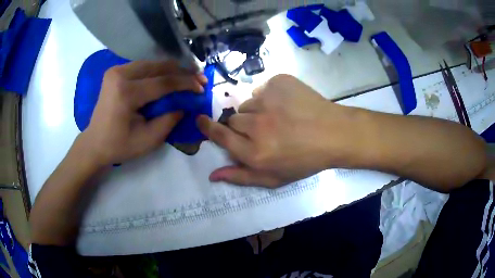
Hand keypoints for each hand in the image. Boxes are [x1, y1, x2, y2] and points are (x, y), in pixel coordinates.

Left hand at [80, 60, 206, 165]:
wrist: (95, 143)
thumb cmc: (119, 146)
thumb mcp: (148, 140)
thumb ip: (169, 120)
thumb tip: (186, 105)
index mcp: (126, 93)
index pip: (162, 82)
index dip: (185, 83)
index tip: (202, 86)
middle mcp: (120, 75)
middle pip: (158, 67)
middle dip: (181, 72)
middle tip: (199, 78)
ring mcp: (116, 71)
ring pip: (151, 64)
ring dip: (170, 70)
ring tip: (187, 76)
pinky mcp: (115, 71)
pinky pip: (142, 67)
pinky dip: (157, 71)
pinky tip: (168, 77)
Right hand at [197, 74, 359, 187]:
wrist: (334, 134)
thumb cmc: (305, 161)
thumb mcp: (274, 178)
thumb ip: (241, 177)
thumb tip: (212, 175)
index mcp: (254, 152)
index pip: (220, 135)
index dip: (208, 127)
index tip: (201, 120)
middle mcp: (257, 125)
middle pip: (233, 119)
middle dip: (243, 126)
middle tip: (264, 130)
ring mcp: (268, 99)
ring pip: (248, 103)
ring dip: (257, 111)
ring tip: (279, 117)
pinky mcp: (279, 82)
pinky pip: (263, 88)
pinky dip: (270, 95)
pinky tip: (287, 104)